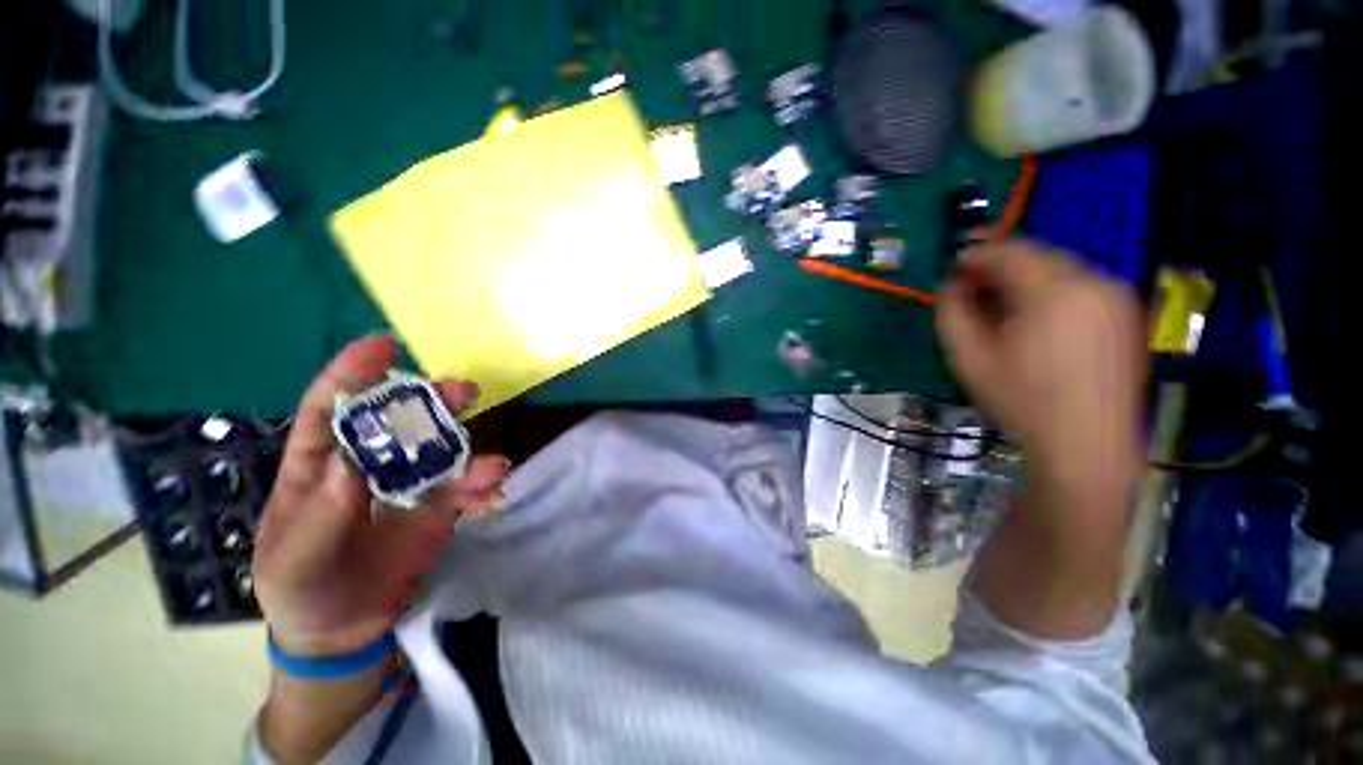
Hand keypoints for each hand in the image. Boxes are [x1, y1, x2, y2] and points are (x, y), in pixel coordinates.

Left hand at [253, 335, 508, 657]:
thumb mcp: (294, 560)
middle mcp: (369, 464)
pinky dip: (481, 488)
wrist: (342, 628)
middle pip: (400, 420)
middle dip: (430, 401)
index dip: (352, 373)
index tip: (382, 344)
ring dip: (469, 448)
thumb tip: (351, 464)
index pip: (332, 408)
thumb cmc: (301, 586)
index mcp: (319, 465)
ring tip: (491, 465)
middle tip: (460, 391)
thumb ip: (320, 515)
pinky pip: (464, 489)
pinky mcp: (438, 507)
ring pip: (441, 450)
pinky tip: (491, 495)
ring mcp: (408, 484)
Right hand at [936, 240, 1145, 498]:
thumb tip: (949, 285)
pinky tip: (1034, 316)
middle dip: (1000, 264)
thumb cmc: (1022, 401)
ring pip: (1062, 270)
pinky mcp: (1127, 315)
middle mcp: (1094, 282)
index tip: (952, 264)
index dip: (976, 253)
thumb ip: (953, 312)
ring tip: (999, 301)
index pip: (1010, 252)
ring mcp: (1118, 297)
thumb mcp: (970, 357)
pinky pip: (1082, 286)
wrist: (1086, 445)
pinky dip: (1052, 290)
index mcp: (1055, 291)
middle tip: (971, 283)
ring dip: (1025, 277)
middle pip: (1039, 255)